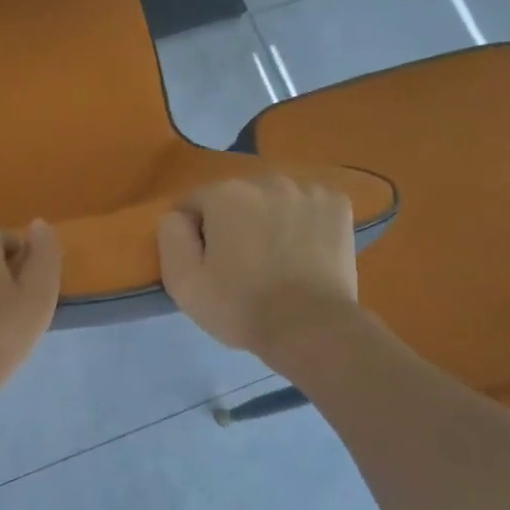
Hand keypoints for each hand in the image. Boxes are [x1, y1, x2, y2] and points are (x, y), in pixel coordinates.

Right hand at [157, 177, 359, 355]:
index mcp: (225, 194)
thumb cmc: (240, 306)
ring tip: (274, 259)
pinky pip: (307, 206)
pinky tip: (302, 251)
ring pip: (273, 200)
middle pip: (235, 199)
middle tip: (238, 264)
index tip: (205, 264)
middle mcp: (267, 181)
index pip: (193, 204)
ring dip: (267, 220)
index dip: (193, 235)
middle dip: (232, 224)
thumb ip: (171, 237)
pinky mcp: (338, 205)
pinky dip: (301, 222)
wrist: (310, 328)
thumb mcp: (182, 281)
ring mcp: (308, 191)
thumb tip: (178, 216)